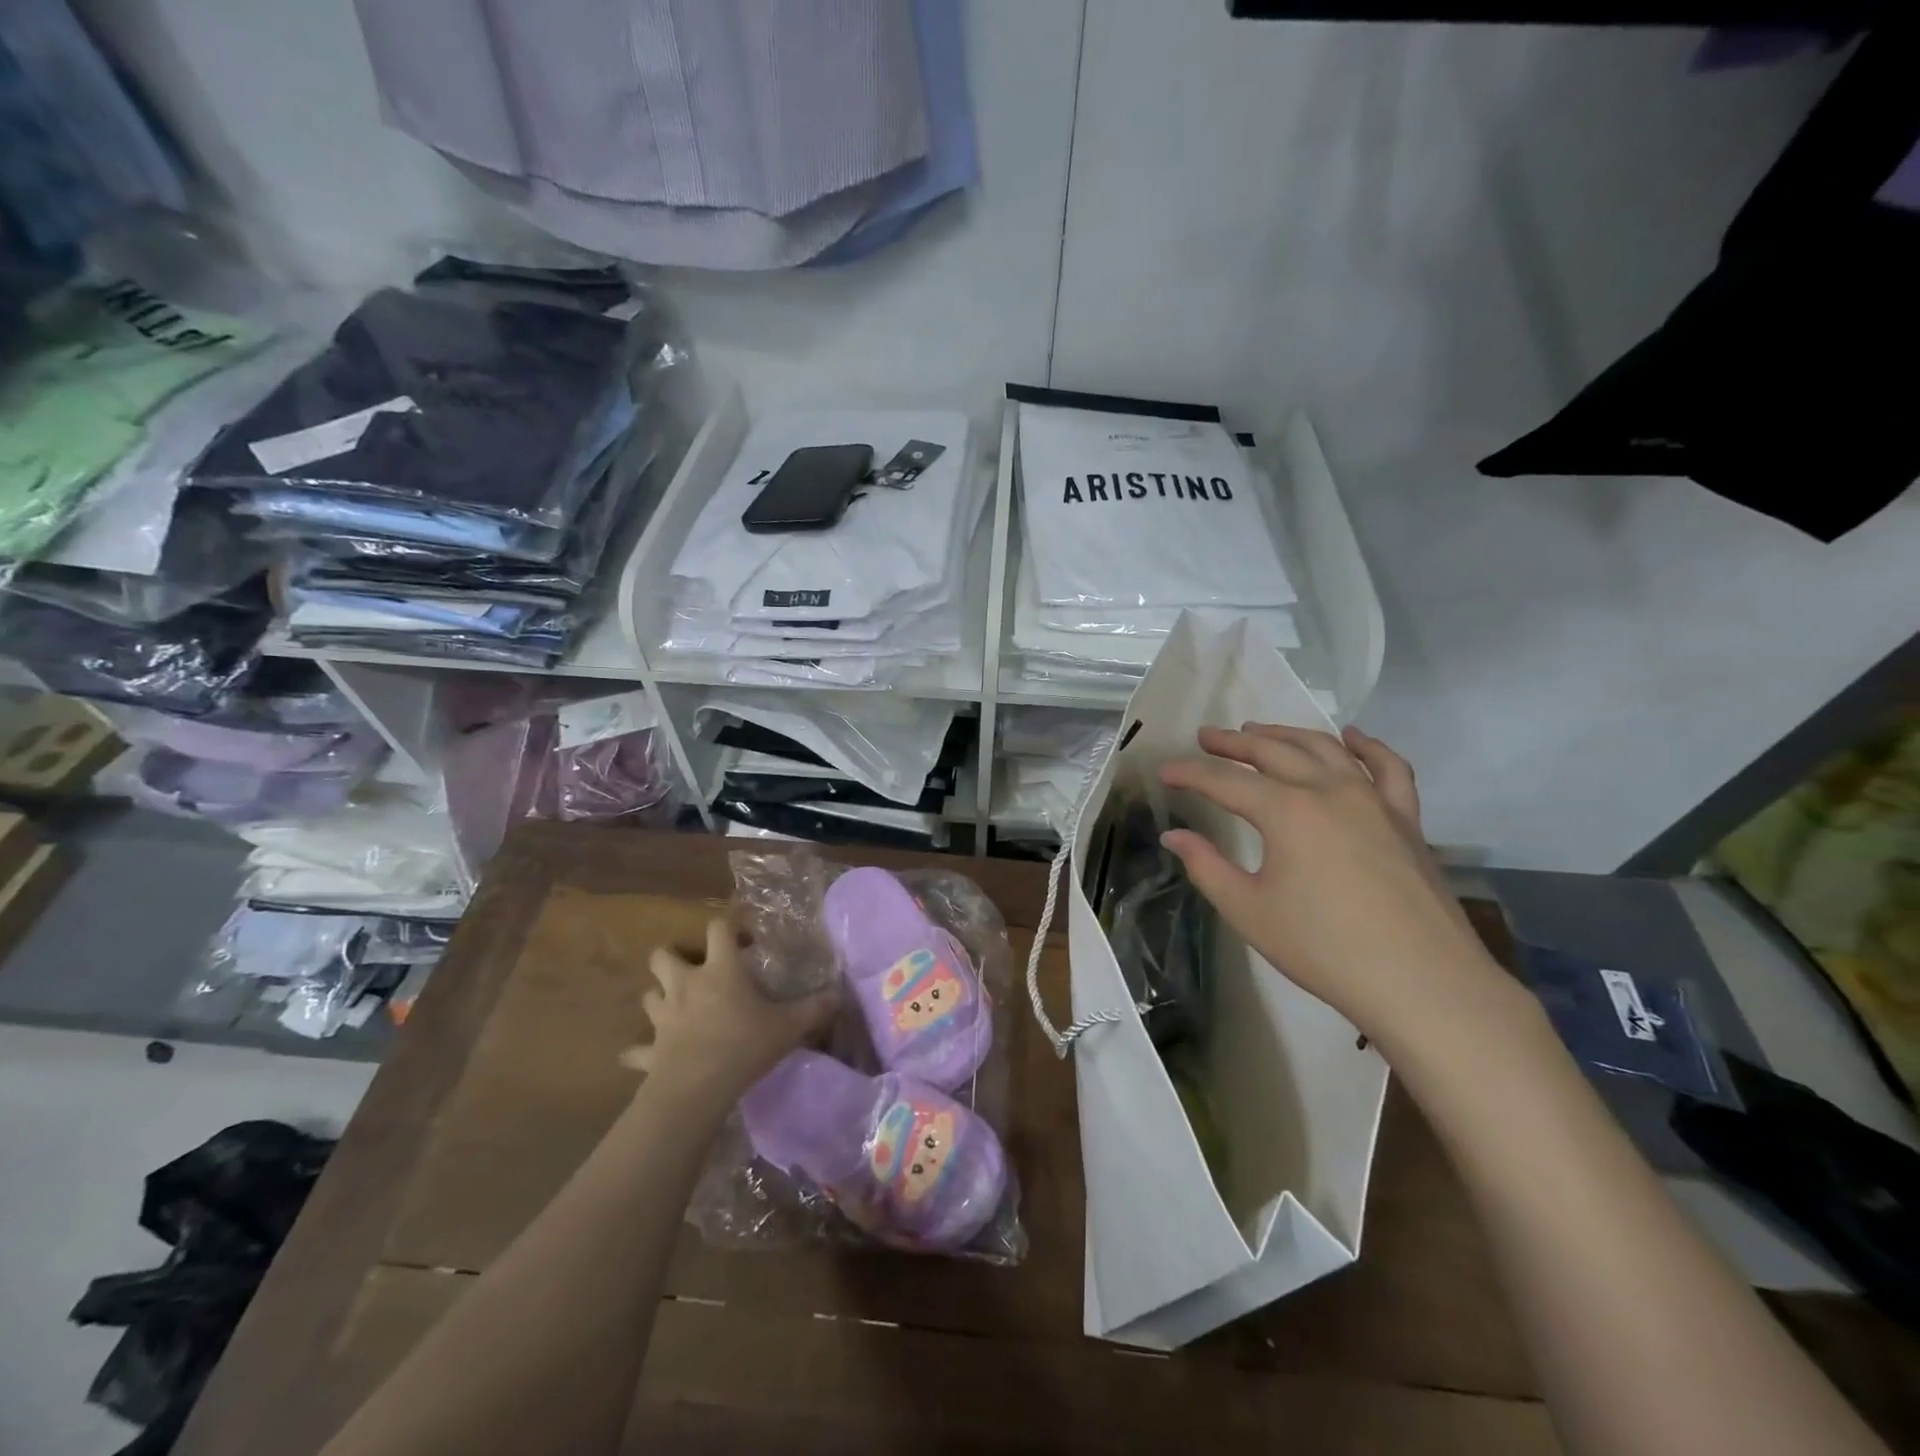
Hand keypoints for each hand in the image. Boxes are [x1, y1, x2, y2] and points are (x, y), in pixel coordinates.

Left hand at [621, 917, 837, 1105]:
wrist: (695, 1090)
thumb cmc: (743, 1046)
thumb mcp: (788, 1026)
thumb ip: (814, 1009)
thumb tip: (840, 995)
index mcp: (720, 970)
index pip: (719, 928)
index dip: (729, 923)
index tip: (743, 932)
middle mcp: (686, 984)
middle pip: (663, 955)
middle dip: (674, 956)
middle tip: (695, 968)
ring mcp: (663, 1016)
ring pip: (648, 994)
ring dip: (659, 996)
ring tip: (675, 1006)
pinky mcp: (649, 1050)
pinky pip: (636, 1049)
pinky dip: (640, 1051)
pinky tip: (645, 1055)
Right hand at [1159, 723, 1508, 1047]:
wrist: (1422, 983)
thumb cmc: (1324, 948)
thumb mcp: (1249, 910)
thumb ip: (1206, 866)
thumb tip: (1174, 836)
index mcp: (1287, 811)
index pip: (1225, 781)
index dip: (1190, 774)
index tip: (1165, 770)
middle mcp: (1329, 790)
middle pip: (1273, 752)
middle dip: (1233, 743)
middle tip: (1205, 737)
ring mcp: (1374, 800)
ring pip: (1325, 749)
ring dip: (1287, 734)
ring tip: (1258, 730)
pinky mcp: (1406, 819)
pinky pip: (1388, 768)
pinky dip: (1368, 747)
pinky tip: (1353, 737)